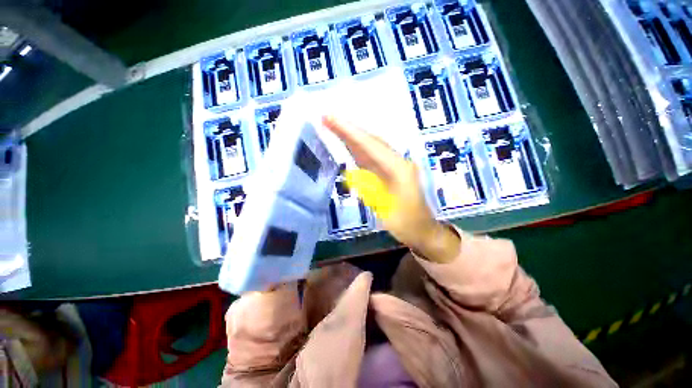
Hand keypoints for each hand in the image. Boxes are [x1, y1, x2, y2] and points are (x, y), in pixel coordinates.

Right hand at [322, 116, 459, 263]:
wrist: (421, 229)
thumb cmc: (407, 223)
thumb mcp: (388, 212)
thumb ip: (371, 191)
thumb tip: (352, 175)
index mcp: (399, 168)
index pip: (372, 145)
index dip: (351, 132)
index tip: (331, 119)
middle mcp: (397, 161)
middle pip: (371, 141)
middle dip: (349, 129)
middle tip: (327, 118)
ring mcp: (393, 165)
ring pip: (370, 147)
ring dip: (351, 136)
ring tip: (332, 125)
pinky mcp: (388, 171)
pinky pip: (370, 156)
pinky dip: (356, 148)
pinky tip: (345, 144)